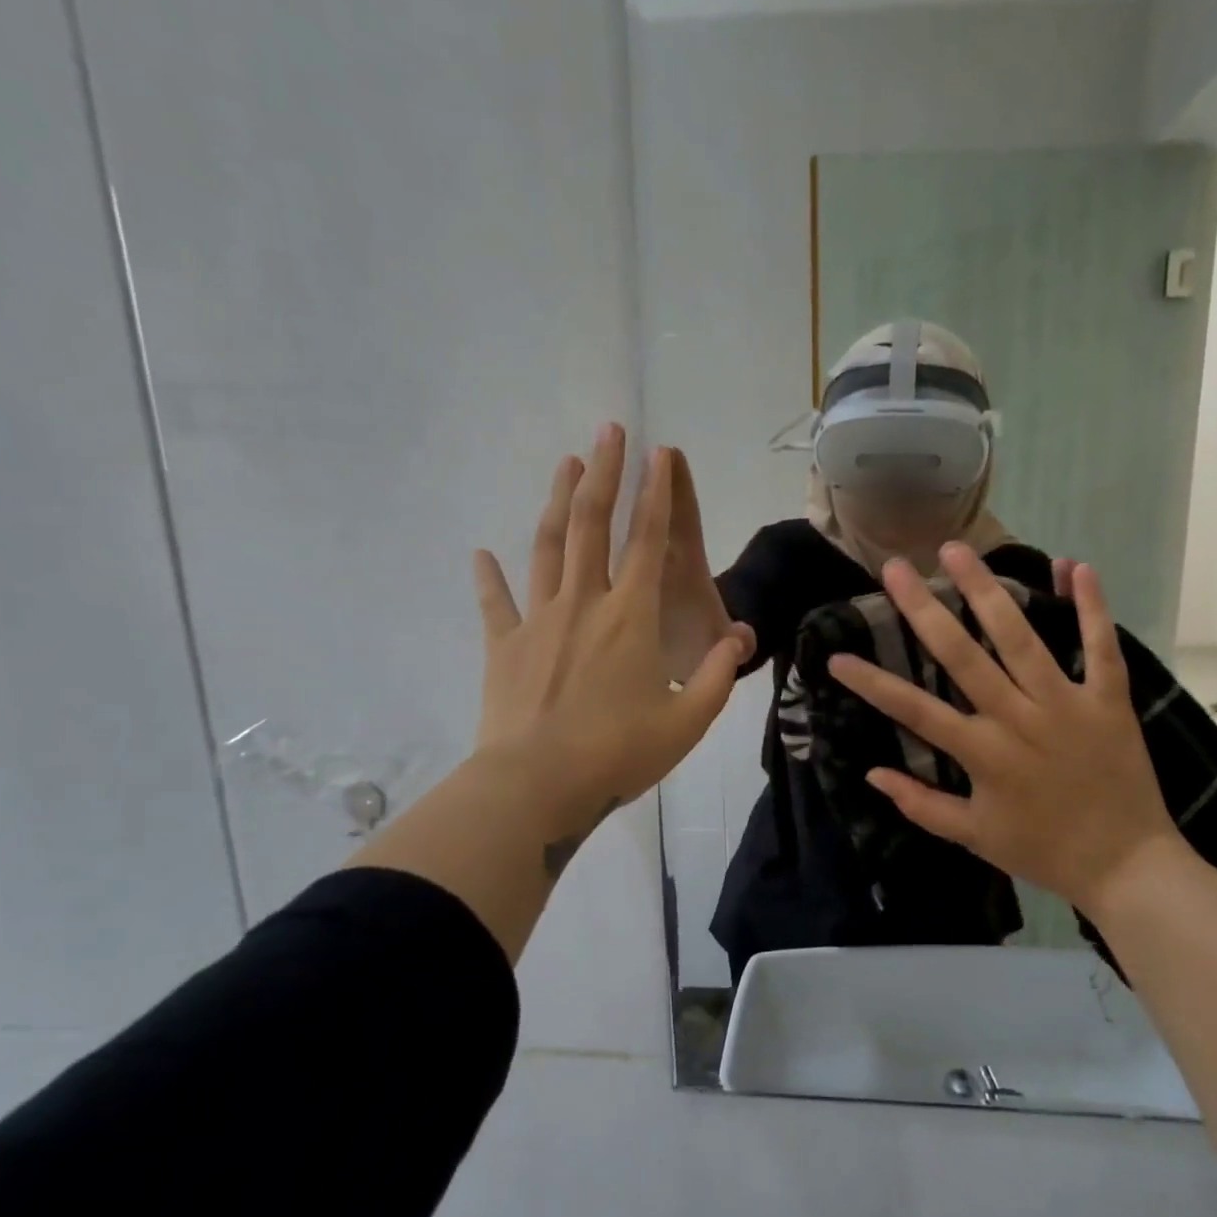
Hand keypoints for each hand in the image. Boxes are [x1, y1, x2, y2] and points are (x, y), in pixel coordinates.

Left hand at [472, 424, 749, 840]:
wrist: (535, 786)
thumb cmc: (617, 754)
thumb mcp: (689, 722)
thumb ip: (718, 676)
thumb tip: (737, 639)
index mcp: (631, 618)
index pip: (648, 542)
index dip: (656, 495)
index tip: (659, 454)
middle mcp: (585, 604)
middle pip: (593, 525)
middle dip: (604, 474)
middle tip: (609, 430)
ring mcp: (539, 620)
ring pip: (548, 547)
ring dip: (558, 502)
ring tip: (566, 464)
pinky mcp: (504, 646)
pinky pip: (496, 603)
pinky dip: (489, 577)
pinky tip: (480, 554)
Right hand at [826, 543, 1195, 914]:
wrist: (1128, 867)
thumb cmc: (1044, 851)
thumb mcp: (974, 837)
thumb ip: (921, 804)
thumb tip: (871, 773)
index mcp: (983, 753)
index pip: (914, 710)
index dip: (872, 683)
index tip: (837, 657)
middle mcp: (1019, 718)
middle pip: (963, 655)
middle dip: (924, 609)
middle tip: (896, 567)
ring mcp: (1067, 704)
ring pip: (1021, 638)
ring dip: (988, 591)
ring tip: (957, 550)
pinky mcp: (1109, 700)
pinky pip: (1101, 647)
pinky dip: (1091, 606)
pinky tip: (1073, 564)